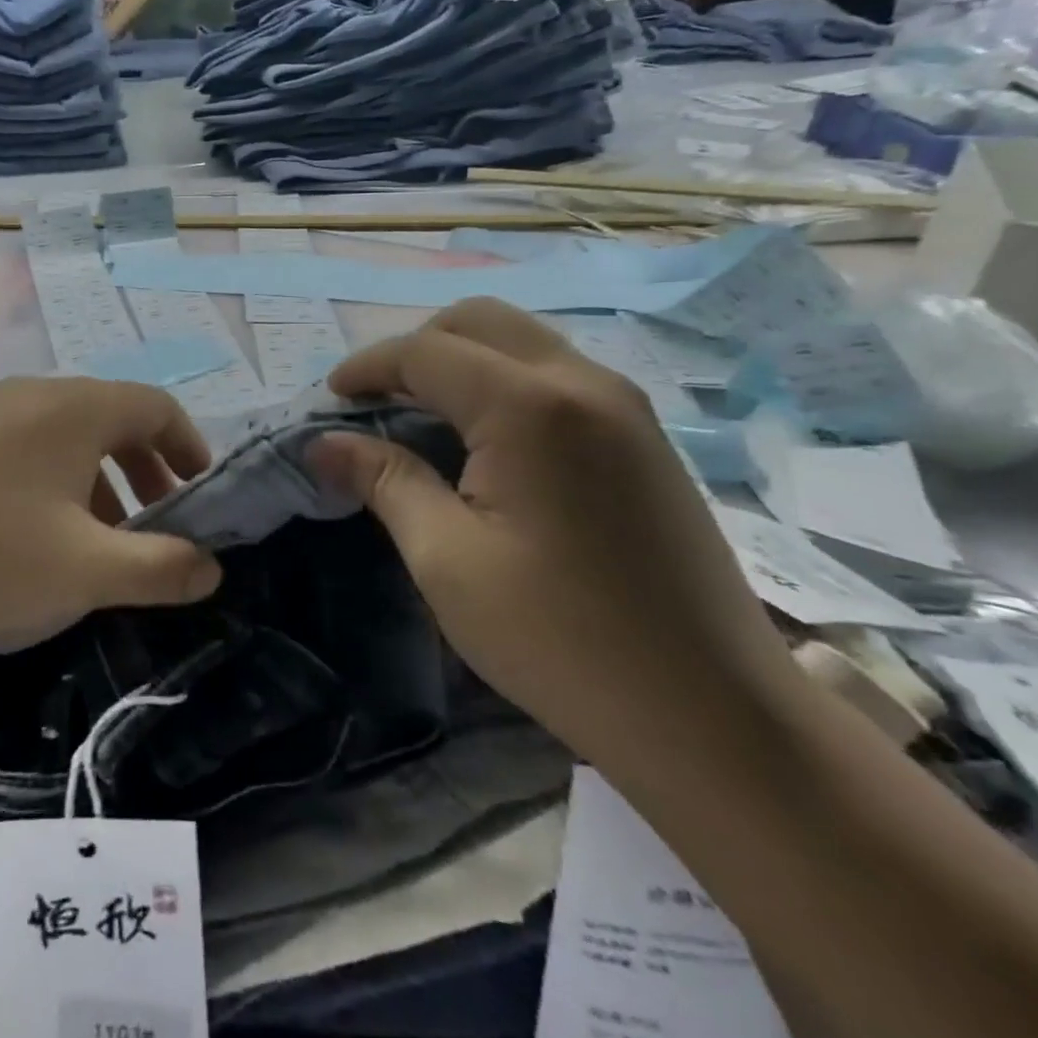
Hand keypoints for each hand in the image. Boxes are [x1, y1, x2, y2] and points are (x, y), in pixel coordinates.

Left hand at [0, 379, 221, 657]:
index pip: (156, 408)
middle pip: (110, 420)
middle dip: (143, 472)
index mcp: (76, 408)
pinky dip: (47, 488)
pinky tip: (25, 542)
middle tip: (154, 523)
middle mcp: (31, 395)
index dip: (189, 447)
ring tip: (93, 544)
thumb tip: (211, 566)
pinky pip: (18, 453)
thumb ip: (160, 568)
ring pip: (61, 440)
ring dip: (94, 485)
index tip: (200, 492)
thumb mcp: (85, 571)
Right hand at [308, 302, 803, 776]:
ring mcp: (625, 406)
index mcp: (529, 406)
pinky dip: (503, 382)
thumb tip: (324, 443)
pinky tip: (486, 440)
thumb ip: (385, 481)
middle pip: (478, 321)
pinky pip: (556, 374)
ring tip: (422, 416)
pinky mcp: (645, 437)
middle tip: (377, 401)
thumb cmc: (560, 638)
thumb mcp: (446, 559)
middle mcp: (583, 382)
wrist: (713, 715)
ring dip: (461, 361)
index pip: (426, 352)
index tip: (329, 400)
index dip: (367, 367)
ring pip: (522, 341)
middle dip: (415, 349)